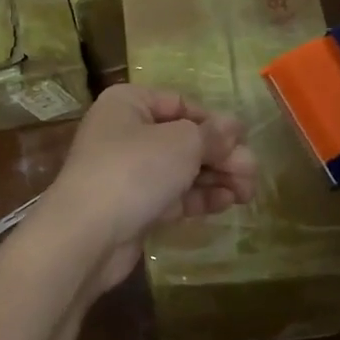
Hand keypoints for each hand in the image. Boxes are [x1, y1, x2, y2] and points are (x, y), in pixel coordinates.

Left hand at [38, 86, 257, 294]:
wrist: (86, 236)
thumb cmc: (134, 171)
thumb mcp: (182, 144)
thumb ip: (212, 134)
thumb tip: (234, 126)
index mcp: (128, 103)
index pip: (180, 103)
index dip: (214, 121)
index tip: (243, 141)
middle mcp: (124, 132)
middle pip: (183, 138)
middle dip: (220, 154)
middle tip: (253, 174)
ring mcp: (127, 171)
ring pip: (180, 168)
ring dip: (215, 177)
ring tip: (248, 192)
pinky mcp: (132, 206)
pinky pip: (172, 194)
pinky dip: (198, 196)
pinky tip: (226, 203)